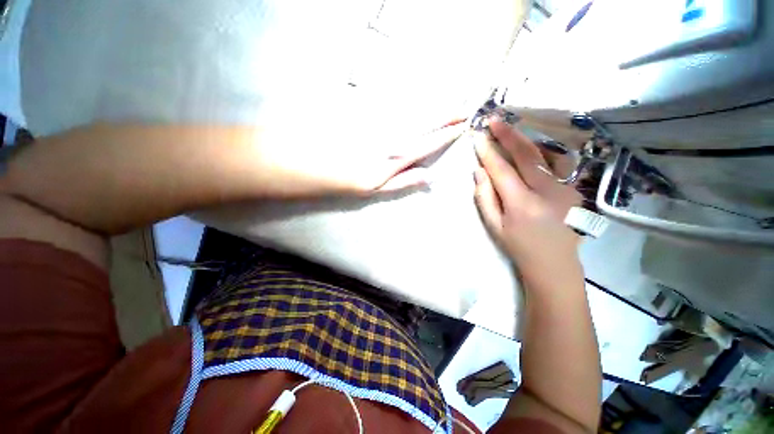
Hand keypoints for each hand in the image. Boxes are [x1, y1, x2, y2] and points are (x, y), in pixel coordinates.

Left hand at [258, 119, 467, 197]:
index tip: (463, 126)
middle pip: (426, 123)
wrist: (314, 161)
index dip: (447, 134)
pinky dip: (414, 104)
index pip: (429, 143)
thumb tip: (430, 177)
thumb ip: (404, 180)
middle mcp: (393, 136)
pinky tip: (422, 102)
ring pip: (415, 112)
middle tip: (465, 108)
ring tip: (451, 103)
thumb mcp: (377, 188)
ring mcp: (382, 123)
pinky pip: (398, 106)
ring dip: (434, 107)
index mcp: (396, 156)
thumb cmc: (346, 179)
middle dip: (447, 115)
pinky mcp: (371, 114)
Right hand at [473, 120, 582, 282]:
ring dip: (527, 139)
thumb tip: (479, 171)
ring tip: (512, 129)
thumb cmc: (518, 247)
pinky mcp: (575, 189)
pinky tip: (533, 147)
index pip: (502, 169)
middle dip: (508, 135)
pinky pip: (558, 163)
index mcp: (521, 204)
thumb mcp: (494, 226)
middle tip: (495, 120)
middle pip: (527, 155)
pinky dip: (543, 151)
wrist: (554, 264)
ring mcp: (566, 188)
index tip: (478, 137)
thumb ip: (484, 197)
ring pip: (547, 154)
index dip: (488, 151)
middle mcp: (547, 191)